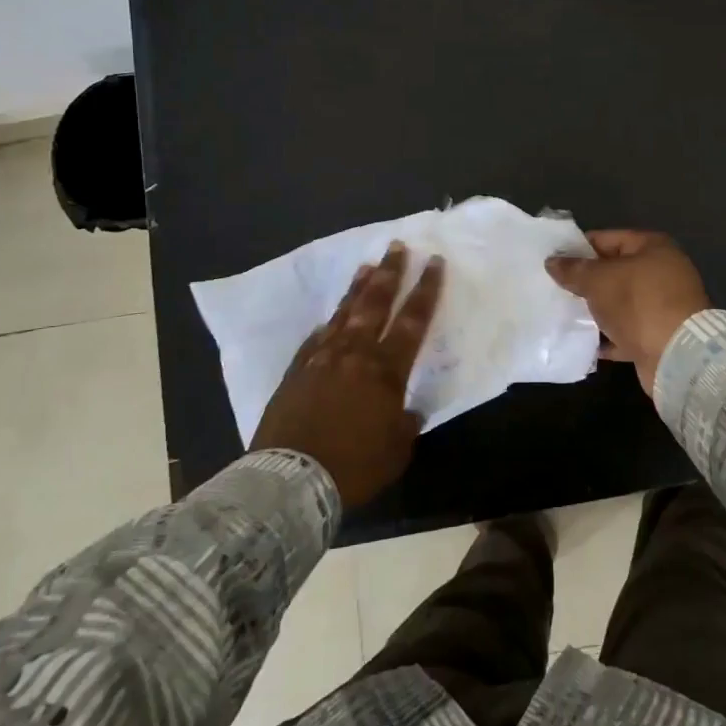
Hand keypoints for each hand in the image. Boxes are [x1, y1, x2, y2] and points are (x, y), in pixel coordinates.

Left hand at [251, 241, 444, 508]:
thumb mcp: (396, 450)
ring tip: (367, 265)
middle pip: (376, 304)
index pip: (413, 321)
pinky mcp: (297, 371)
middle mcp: (355, 354)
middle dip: (390, 273)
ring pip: (344, 313)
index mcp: (386, 370)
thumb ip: (405, 423)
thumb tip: (406, 410)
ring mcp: (322, 359)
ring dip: (358, 288)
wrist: (292, 479)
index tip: (433, 262)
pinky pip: (316, 339)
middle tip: (397, 246)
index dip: (425, 290)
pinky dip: (327, 325)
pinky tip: (329, 318)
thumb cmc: (354, 466)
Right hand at [546, 230, 709, 398]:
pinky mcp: (659, 335)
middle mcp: (662, 272)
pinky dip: (607, 336)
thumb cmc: (638, 303)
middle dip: (586, 280)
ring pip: (620, 303)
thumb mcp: (599, 280)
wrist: (676, 356)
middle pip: (615, 271)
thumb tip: (552, 261)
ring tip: (563, 313)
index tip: (554, 259)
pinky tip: (582, 341)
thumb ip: (574, 269)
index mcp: (653, 248)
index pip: (608, 238)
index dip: (579, 247)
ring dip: (596, 309)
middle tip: (555, 287)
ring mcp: (663, 306)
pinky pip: (626, 331)